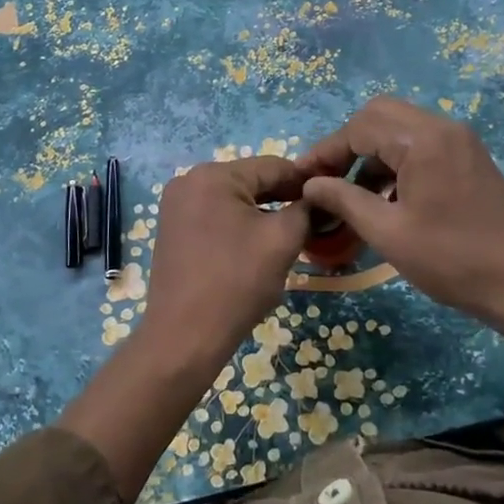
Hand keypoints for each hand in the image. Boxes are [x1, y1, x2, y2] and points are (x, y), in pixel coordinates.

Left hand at [143, 156, 310, 362]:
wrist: (184, 336)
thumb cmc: (236, 282)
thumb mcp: (282, 240)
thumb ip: (305, 210)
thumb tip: (318, 199)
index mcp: (213, 175)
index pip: (272, 166)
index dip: (305, 182)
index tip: (331, 199)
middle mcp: (188, 181)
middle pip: (250, 181)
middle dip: (283, 199)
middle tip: (314, 221)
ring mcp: (175, 206)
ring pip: (233, 200)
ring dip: (262, 213)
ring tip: (289, 236)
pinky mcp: (173, 229)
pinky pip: (215, 216)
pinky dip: (239, 225)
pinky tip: (257, 246)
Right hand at [295, 96, 503, 330]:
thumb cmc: (452, 260)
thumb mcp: (388, 233)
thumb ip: (344, 200)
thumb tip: (310, 184)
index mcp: (423, 140)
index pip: (359, 127)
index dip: (325, 151)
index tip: (301, 179)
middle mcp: (443, 128)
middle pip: (380, 116)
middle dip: (347, 144)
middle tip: (327, 180)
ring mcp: (460, 141)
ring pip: (400, 129)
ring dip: (371, 154)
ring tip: (351, 194)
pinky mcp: (469, 158)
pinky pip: (421, 145)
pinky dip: (396, 162)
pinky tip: (385, 198)